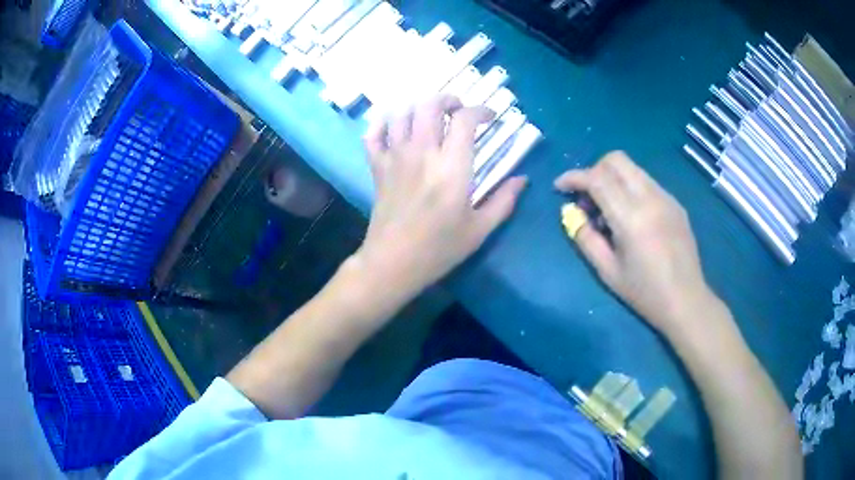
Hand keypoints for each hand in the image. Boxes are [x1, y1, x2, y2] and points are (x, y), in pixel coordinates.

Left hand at [355, 95, 527, 298]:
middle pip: (429, 105)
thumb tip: (522, 179)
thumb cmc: (439, 249)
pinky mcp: (377, 168)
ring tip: (429, 116)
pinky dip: (382, 124)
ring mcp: (395, 157)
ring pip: (401, 113)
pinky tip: (394, 128)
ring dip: (417, 107)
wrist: (392, 264)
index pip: (465, 119)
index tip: (490, 117)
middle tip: (457, 110)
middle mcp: (422, 152)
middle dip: (447, 99)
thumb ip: (504, 201)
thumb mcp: (479, 229)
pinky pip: (373, 135)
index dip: (480, 111)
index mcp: (452, 166)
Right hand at [555, 151, 714, 334]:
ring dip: (613, 179)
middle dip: (594, 170)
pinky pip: (647, 182)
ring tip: (609, 210)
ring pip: (633, 168)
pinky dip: (630, 189)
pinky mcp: (675, 203)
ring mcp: (666, 197)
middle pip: (616, 160)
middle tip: (587, 197)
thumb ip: (585, 238)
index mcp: (631, 217)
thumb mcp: (607, 271)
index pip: (597, 178)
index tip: (560, 187)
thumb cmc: (644, 292)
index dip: (574, 177)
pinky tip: (632, 217)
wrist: (686, 300)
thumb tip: (571, 213)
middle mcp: (650, 197)